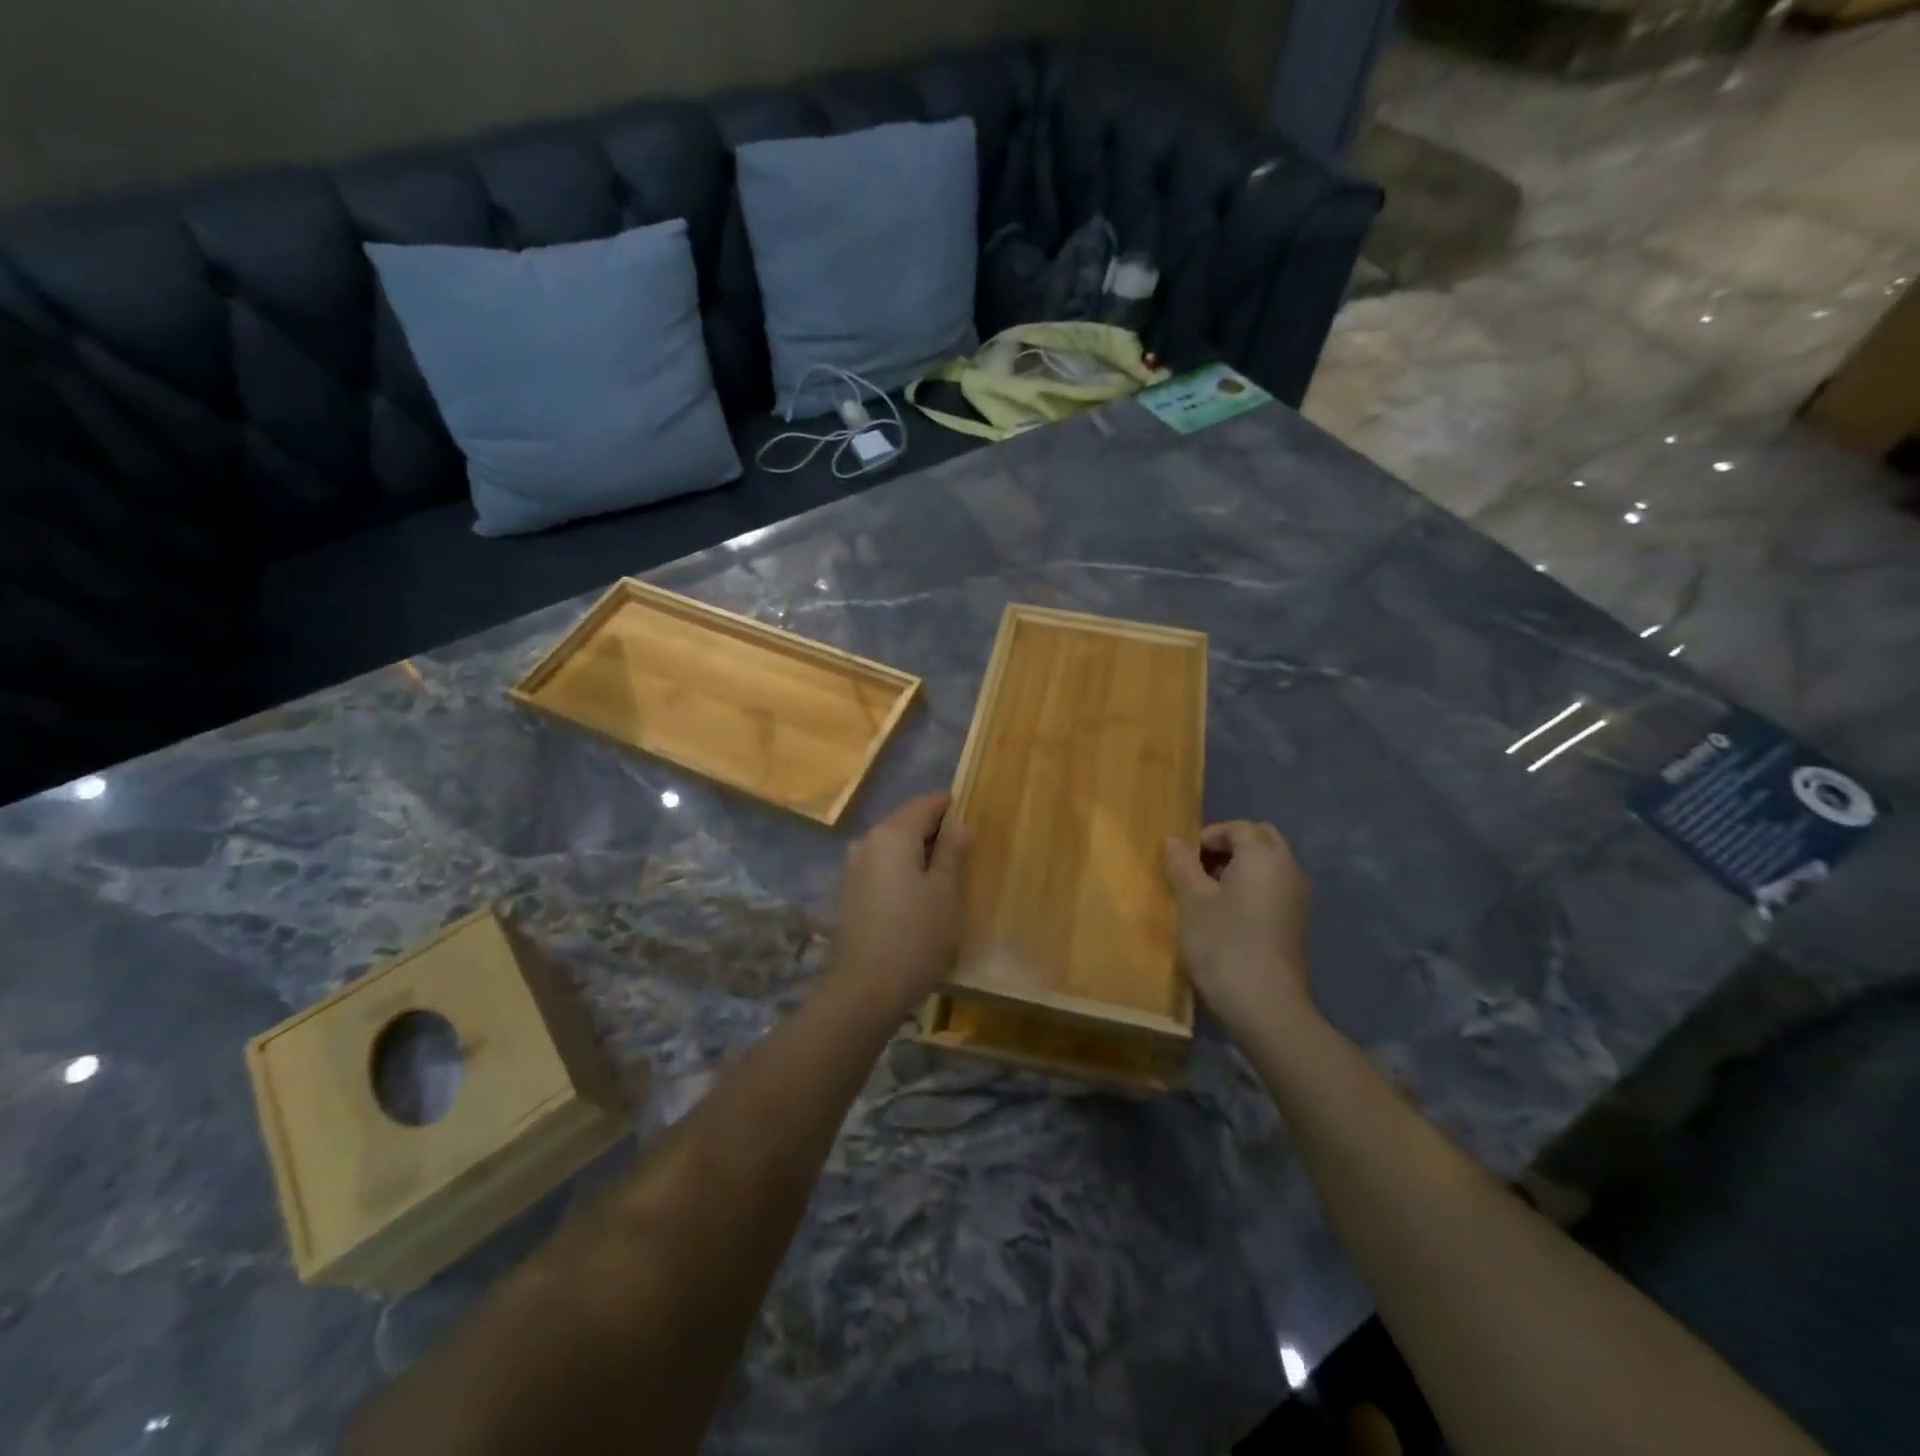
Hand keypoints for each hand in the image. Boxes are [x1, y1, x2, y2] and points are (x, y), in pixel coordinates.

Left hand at [827, 792, 969, 1017]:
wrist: (863, 990)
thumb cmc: (915, 936)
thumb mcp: (945, 893)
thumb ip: (952, 853)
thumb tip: (959, 825)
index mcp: (892, 834)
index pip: (924, 804)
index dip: (948, 806)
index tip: (971, 813)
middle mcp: (867, 842)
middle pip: (905, 822)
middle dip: (934, 829)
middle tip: (965, 847)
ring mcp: (853, 868)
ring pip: (892, 846)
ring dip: (917, 851)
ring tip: (946, 872)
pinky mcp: (849, 893)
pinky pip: (881, 867)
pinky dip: (902, 870)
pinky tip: (919, 893)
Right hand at [1163, 821, 1315, 1046]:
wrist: (1264, 1005)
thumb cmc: (1223, 943)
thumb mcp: (1192, 901)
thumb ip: (1182, 865)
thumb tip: (1174, 841)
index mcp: (1263, 855)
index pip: (1237, 827)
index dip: (1207, 836)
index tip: (1182, 859)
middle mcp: (1288, 868)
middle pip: (1260, 839)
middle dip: (1228, 846)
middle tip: (1197, 869)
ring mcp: (1297, 897)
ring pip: (1268, 864)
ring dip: (1240, 867)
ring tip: (1207, 893)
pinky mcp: (1296, 923)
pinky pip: (1273, 888)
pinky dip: (1252, 888)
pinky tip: (1227, 916)